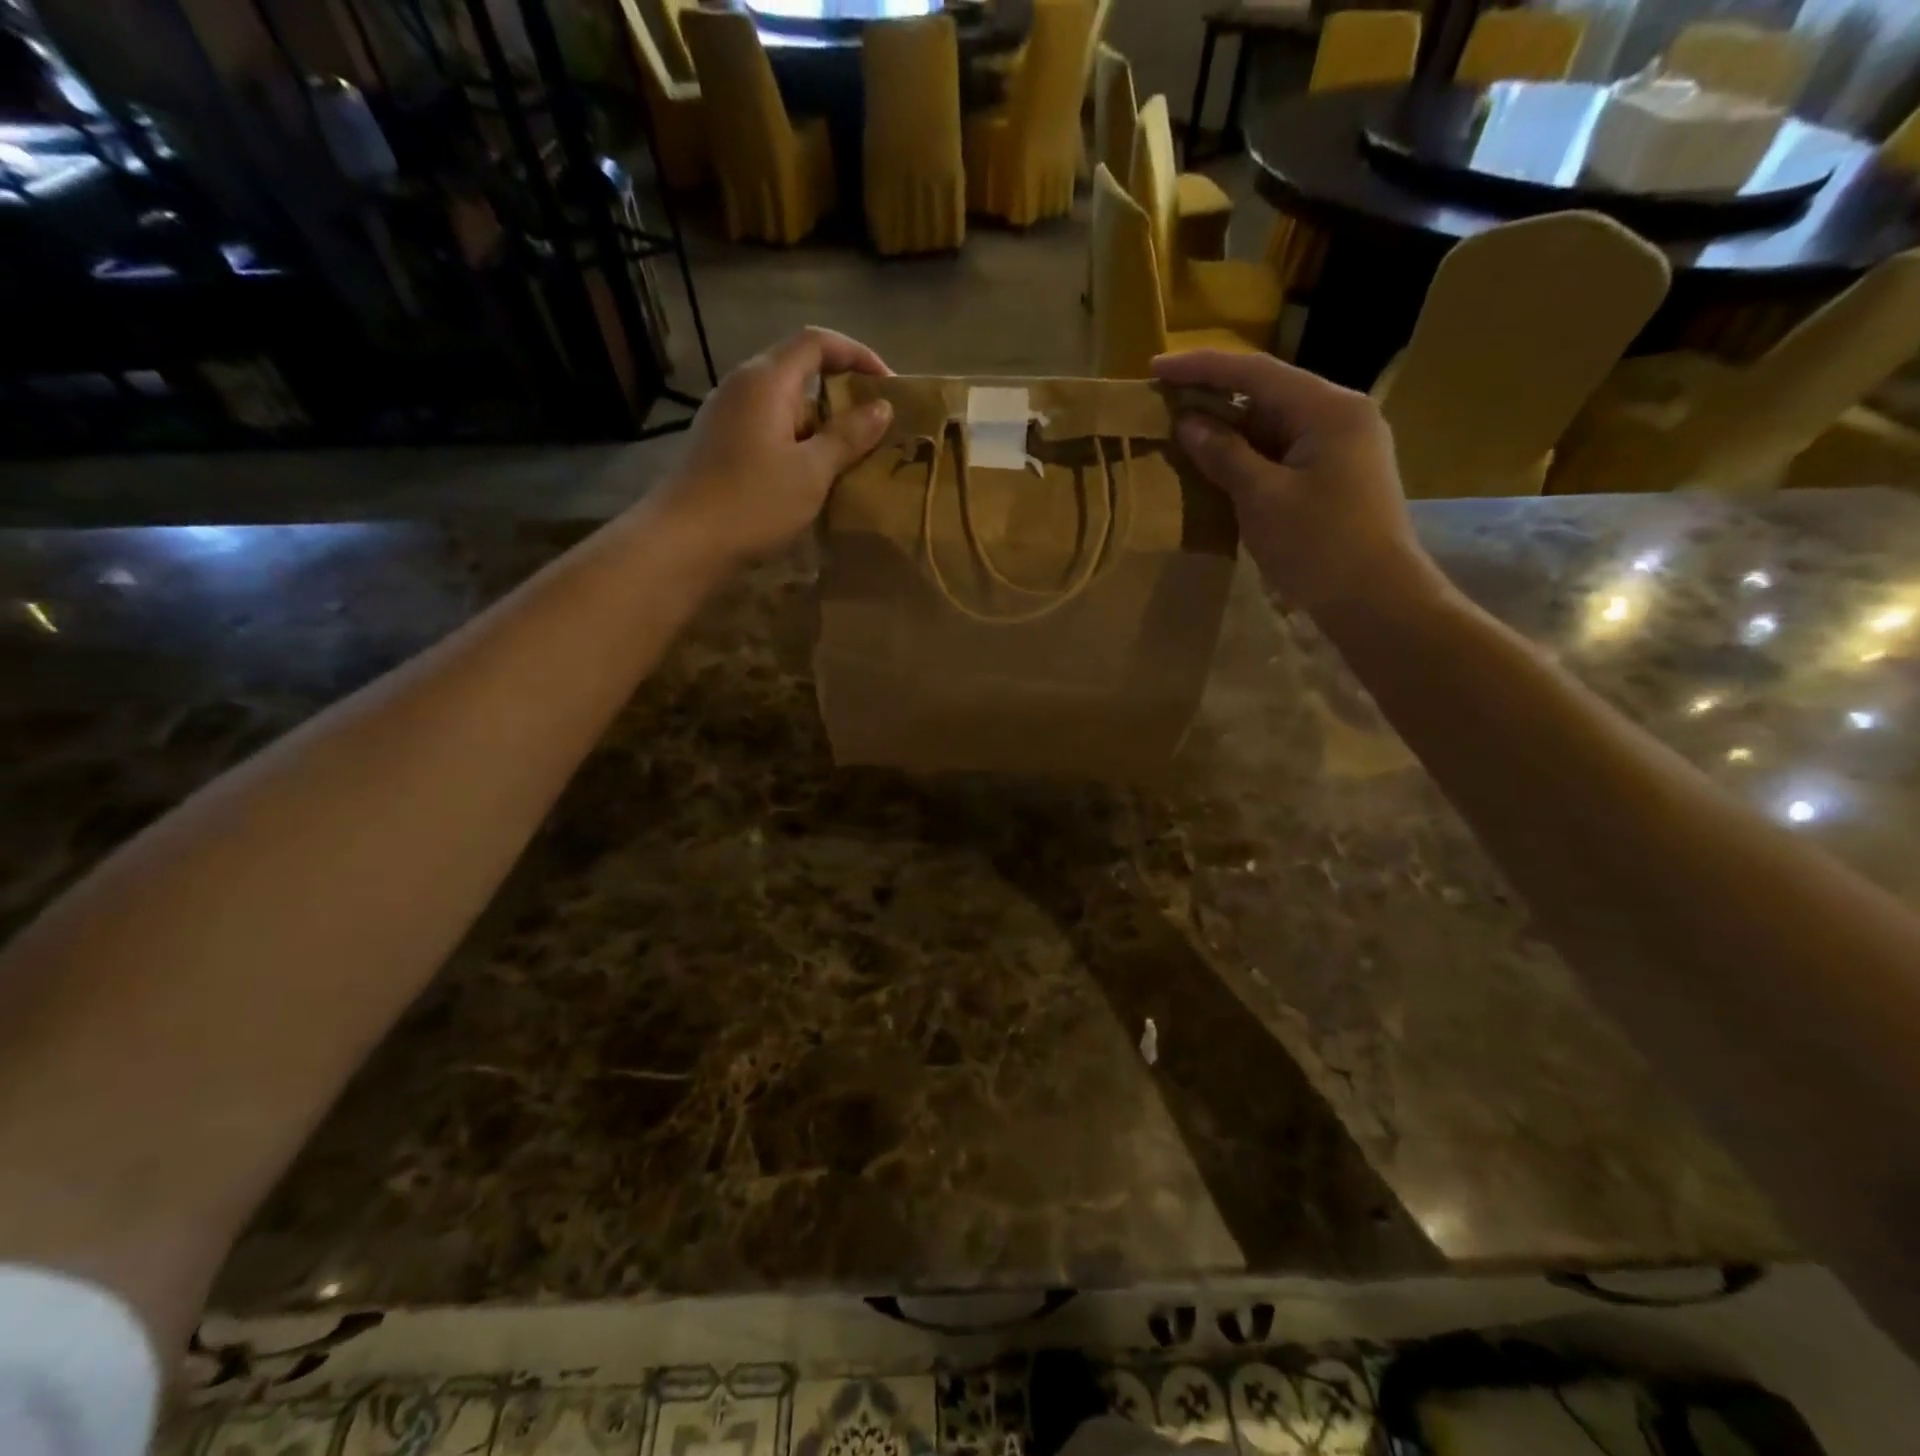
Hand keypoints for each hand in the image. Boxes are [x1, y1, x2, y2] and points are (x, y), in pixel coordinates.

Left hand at [650, 327, 893, 568]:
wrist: (685, 542)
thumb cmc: (753, 501)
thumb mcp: (812, 471)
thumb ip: (848, 436)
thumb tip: (881, 408)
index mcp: (766, 380)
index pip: (816, 342)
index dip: (856, 354)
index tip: (888, 384)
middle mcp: (742, 386)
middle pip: (799, 371)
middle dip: (841, 394)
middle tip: (874, 426)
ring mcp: (727, 416)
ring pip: (784, 405)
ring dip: (820, 424)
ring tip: (851, 456)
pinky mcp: (720, 444)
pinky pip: (769, 430)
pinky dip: (798, 442)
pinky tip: (813, 475)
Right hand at [1153, 350, 1445, 621]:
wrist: (1377, 603)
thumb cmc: (1319, 547)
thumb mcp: (1262, 499)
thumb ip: (1224, 455)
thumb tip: (1188, 423)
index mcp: (1329, 408)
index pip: (1256, 373)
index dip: (1202, 368)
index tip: (1155, 369)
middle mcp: (1341, 416)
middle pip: (1268, 394)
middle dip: (1214, 398)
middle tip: (1164, 404)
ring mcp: (1342, 447)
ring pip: (1274, 425)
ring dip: (1228, 430)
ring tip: (1181, 435)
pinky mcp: (1336, 477)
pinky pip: (1283, 453)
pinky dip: (1248, 456)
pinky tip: (1216, 466)